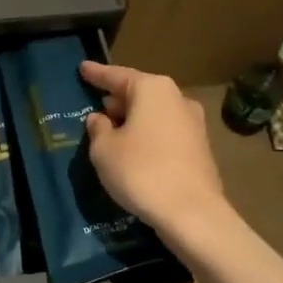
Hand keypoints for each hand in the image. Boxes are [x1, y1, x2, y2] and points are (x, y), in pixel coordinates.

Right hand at [80, 60, 226, 236]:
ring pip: (153, 114)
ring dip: (133, 121)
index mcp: (152, 89)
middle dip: (117, 100)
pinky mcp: (200, 149)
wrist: (193, 214)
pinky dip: (147, 137)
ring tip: (112, 133)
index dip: (96, 74)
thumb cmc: (141, 171)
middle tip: (95, 108)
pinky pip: (164, 133)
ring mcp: (193, 124)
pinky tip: (134, 152)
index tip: (82, 68)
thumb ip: (98, 128)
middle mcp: (176, 99)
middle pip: (139, 93)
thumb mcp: (103, 149)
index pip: (116, 76)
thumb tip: (101, 119)